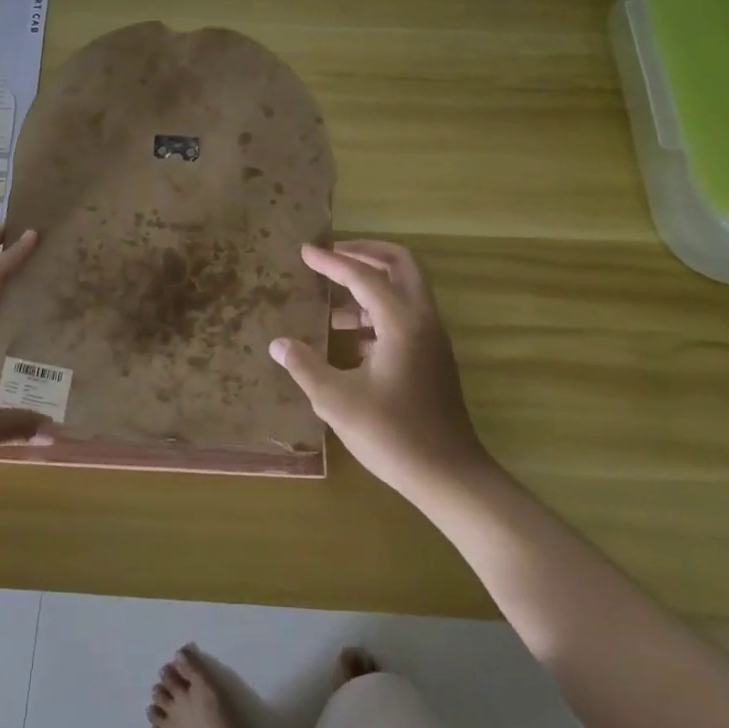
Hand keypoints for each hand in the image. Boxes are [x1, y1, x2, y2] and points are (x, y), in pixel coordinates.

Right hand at [270, 240, 494, 505]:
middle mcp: (422, 320)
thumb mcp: (337, 401)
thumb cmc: (392, 435)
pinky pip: (405, 315)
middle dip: (365, 253)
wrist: (450, 476)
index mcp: (401, 322)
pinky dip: (378, 311)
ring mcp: (432, 338)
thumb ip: (305, 366)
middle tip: (332, 254)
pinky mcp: (433, 357)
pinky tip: (349, 338)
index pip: (363, 276)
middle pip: (400, 264)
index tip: (305, 251)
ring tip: (331, 301)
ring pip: (405, 289)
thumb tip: (278, 343)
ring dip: (371, 283)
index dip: (331, 262)